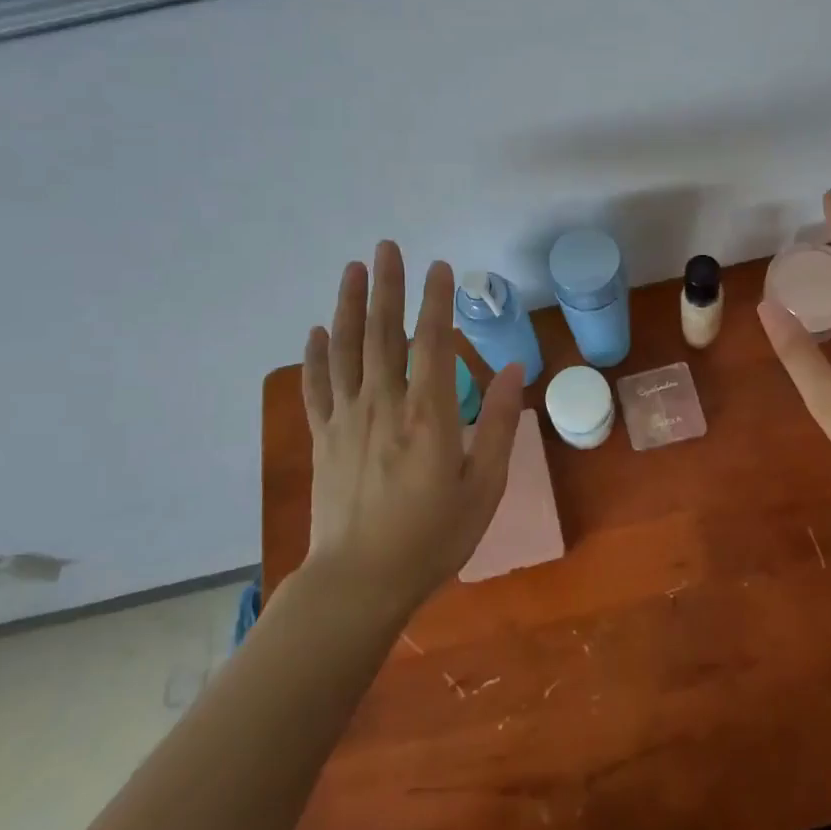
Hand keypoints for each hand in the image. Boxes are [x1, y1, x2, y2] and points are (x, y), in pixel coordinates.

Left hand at [301, 244, 524, 616]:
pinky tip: (317, 330)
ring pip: (345, 349)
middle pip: (382, 332)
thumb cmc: (432, 537)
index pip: (431, 341)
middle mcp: (383, 405)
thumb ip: (497, 423)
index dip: (435, 300)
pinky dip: (316, 355)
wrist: (360, 582)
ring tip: (352, 269)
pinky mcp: (323, 438)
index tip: (439, 267)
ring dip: (348, 305)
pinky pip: (317, 386)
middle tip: (386, 247)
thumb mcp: (484, 486)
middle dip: (386, 285)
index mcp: (427, 415)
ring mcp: (347, 419)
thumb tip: (514, 367)